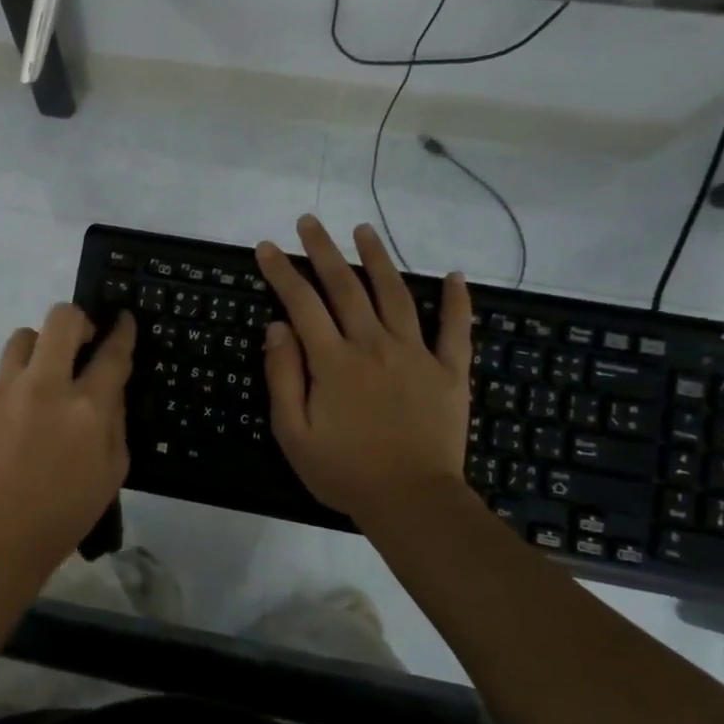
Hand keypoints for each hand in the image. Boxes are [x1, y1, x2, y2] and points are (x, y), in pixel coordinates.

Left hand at [0, 304, 136, 575]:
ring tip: (48, 371)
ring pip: (25, 335)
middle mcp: (46, 387)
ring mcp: (8, 391)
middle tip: (83, 341)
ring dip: (43, 344)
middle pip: (61, 320)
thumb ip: (115, 420)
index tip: (123, 319)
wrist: (0, 534)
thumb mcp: (112, 470)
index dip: (121, 331)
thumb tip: (109, 387)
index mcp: (86, 408)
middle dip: (79, 320)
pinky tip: (25, 408)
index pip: (111, 353)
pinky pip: (5, 371)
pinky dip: (21, 377)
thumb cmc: (67, 510)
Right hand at [256, 215, 474, 523]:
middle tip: (309, 222)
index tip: (267, 247)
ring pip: (395, 295)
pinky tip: (455, 275)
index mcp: (333, 361)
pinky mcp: (449, 372)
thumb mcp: (293, 432)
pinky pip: (455, 330)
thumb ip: (283, 376)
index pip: (301, 304)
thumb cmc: (344, 471)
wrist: (412, 501)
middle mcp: (373, 345)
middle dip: (323, 251)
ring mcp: (416, 355)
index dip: (281, 273)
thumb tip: (277, 327)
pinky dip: (457, 301)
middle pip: (346, 287)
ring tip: (363, 230)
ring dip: (378, 259)